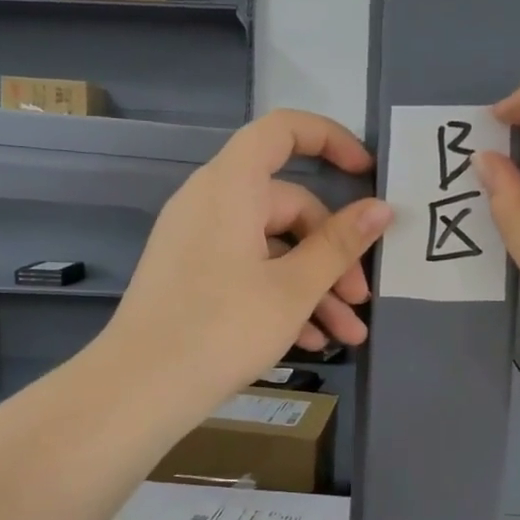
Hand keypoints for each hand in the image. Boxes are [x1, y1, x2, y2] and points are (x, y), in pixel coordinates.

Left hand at [108, 109, 392, 412]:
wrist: (139, 390)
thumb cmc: (222, 328)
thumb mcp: (293, 289)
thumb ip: (340, 245)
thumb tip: (381, 208)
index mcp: (231, 186)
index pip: (282, 130)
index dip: (330, 139)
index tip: (366, 172)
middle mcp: (210, 202)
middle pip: (288, 206)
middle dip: (332, 254)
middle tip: (362, 300)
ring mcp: (197, 240)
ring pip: (272, 247)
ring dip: (314, 287)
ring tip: (348, 335)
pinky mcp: (191, 275)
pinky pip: (247, 269)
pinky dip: (280, 297)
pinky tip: (311, 342)